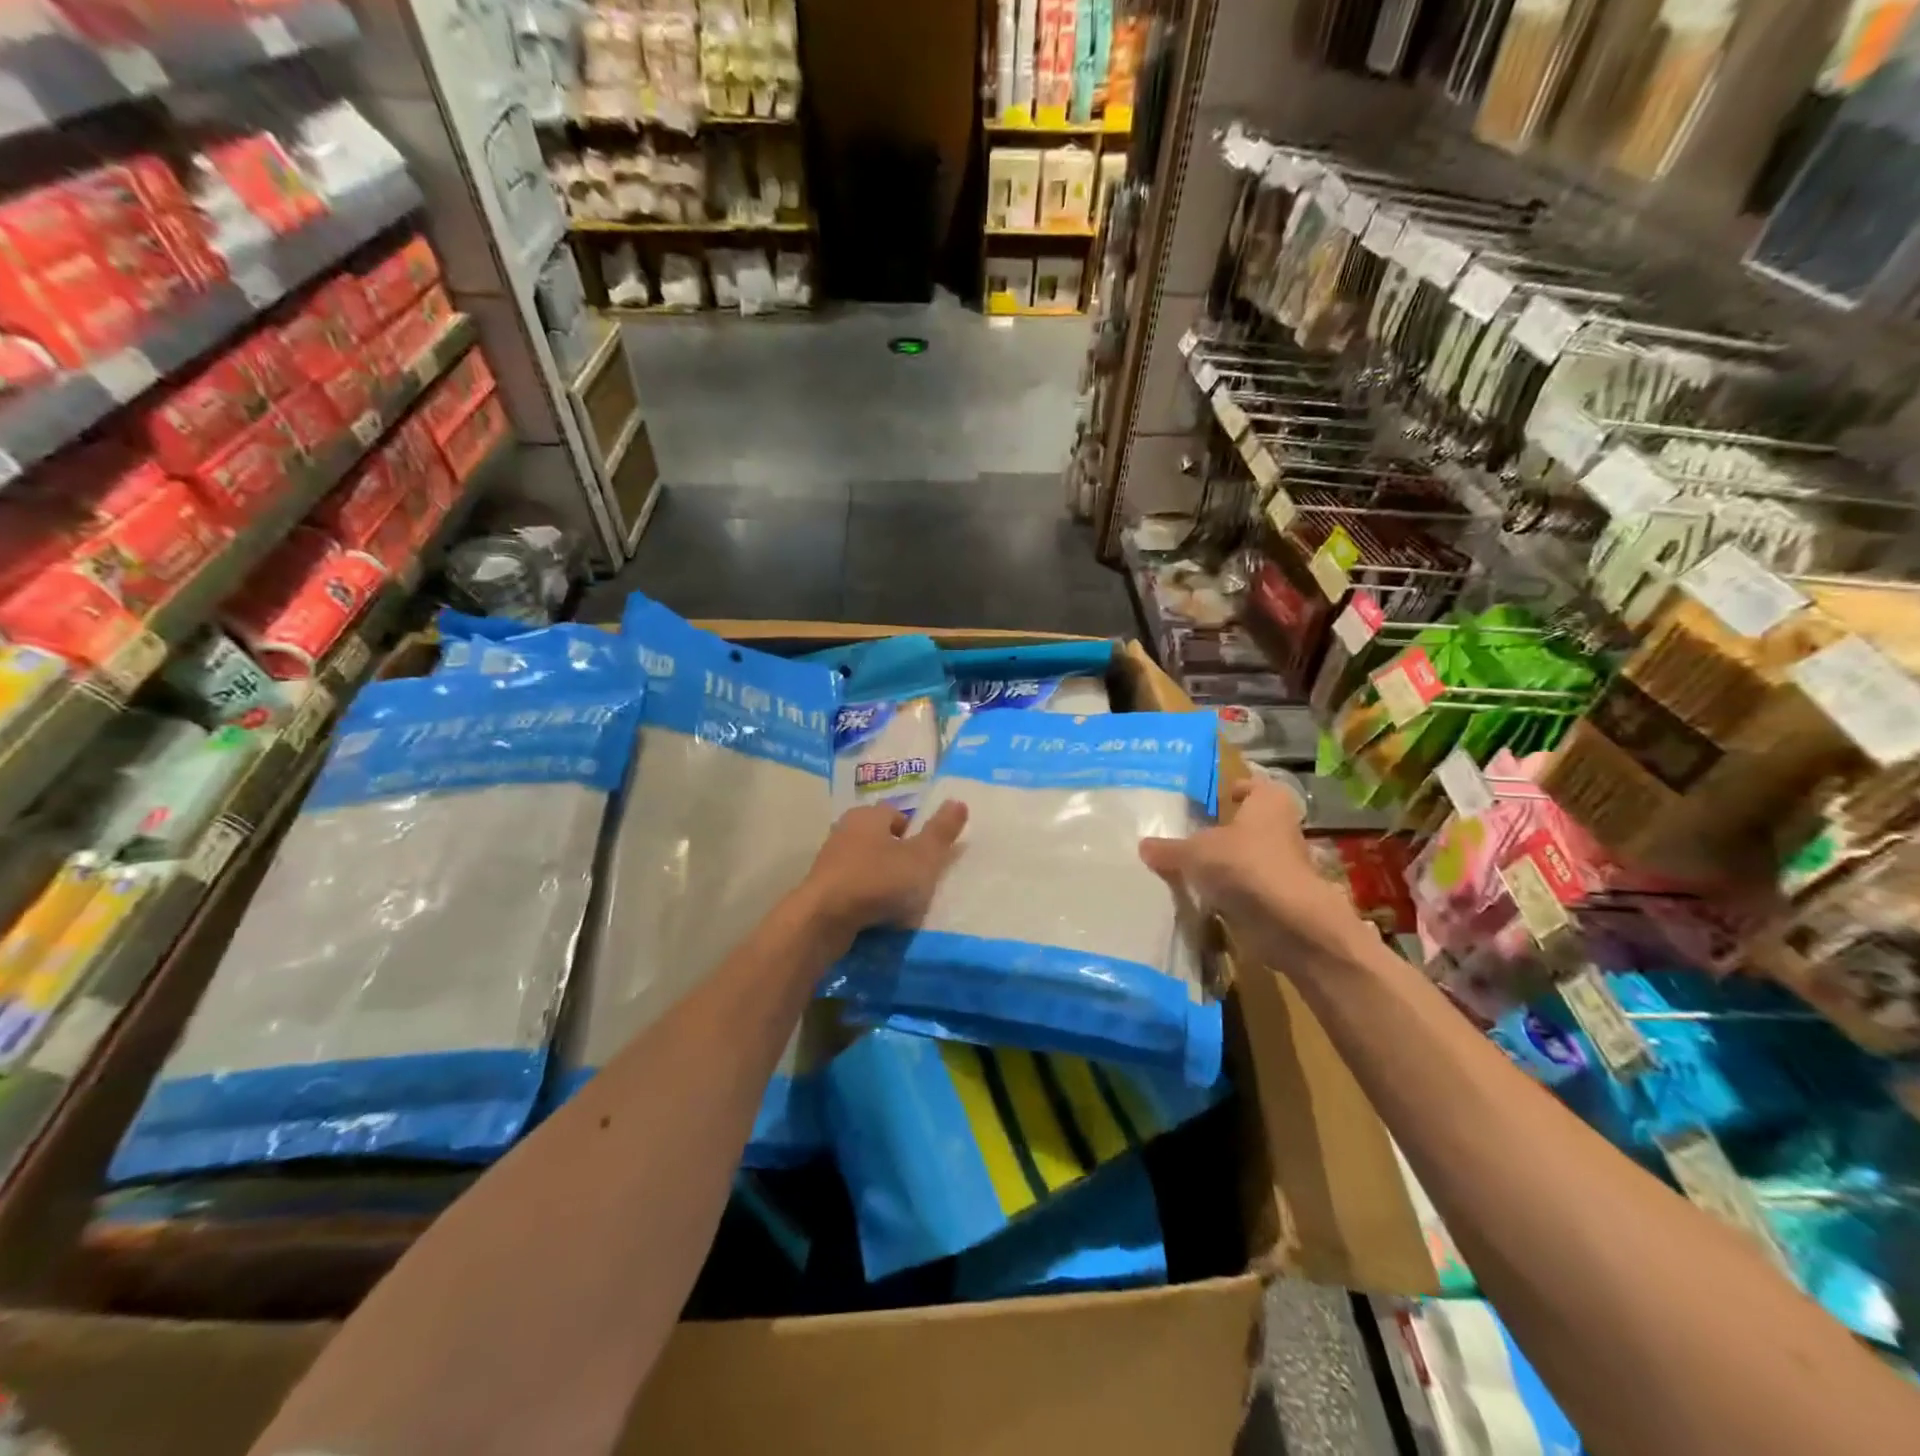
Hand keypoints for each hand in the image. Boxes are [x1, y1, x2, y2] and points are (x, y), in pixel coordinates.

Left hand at [800, 801, 968, 950]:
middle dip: (897, 857)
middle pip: (879, 839)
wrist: (824, 920)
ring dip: (880, 879)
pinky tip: (876, 916)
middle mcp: (845, 830)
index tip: (926, 857)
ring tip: (898, 903)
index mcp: (868, 815)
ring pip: (865, 864)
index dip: (914, 833)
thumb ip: (941, 832)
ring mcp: (829, 860)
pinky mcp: (820, 888)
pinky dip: (864, 898)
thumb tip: (959, 801)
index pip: (896, 814)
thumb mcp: (922, 857)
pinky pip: (851, 888)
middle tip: (916, 880)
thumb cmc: (878, 881)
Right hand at [1139, 775, 1369, 973]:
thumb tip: (1143, 845)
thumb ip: (1168, 849)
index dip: (1232, 791)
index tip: (1209, 801)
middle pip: (1248, 825)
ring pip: (1247, 858)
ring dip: (1225, 865)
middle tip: (1187, 835)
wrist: (1288, 922)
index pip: (1251, 786)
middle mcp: (1281, 828)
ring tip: (1188, 870)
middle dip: (1222, 832)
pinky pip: (1248, 889)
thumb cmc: (1243, 865)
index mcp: (1268, 802)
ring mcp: (1284, 865)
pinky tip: (1201, 898)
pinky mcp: (1280, 898)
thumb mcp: (1193, 853)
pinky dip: (1229, 893)